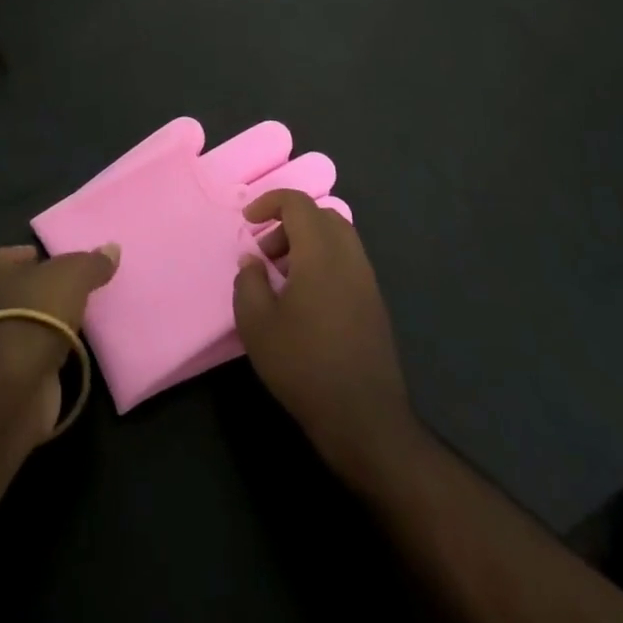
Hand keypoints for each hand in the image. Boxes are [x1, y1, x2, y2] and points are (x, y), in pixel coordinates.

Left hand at [0, 243, 118, 444]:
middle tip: (81, 292)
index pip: (22, 253)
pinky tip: (72, 351)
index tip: (72, 267)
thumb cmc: (34, 313)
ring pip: (27, 321)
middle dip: (48, 292)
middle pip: (24, 288)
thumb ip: (92, 262)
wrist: (12, 388)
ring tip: (83, 321)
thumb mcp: (72, 276)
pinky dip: (48, 353)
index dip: (47, 257)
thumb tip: (113, 248)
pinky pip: (32, 353)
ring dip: (49, 325)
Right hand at [232, 190, 417, 486]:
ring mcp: (367, 280)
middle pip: (321, 215)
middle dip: (289, 222)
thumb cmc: (303, 365)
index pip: (297, 203)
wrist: (364, 419)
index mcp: (321, 252)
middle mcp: (349, 256)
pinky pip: (347, 261)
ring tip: (281, 277)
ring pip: (337, 237)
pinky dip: (323, 262)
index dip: (269, 202)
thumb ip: (248, 281)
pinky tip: (305, 299)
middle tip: (265, 252)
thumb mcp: (256, 323)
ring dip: (307, 243)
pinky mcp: (375, 303)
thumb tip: (253, 260)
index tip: (247, 222)